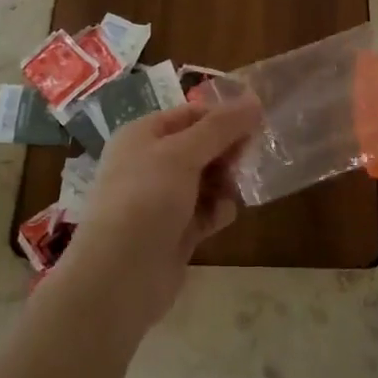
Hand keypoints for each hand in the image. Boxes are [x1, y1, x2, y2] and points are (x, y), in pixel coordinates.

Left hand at [52, 96, 262, 331]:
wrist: (118, 277)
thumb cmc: (146, 200)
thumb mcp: (183, 154)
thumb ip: (221, 127)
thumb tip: (255, 100)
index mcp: (142, 135)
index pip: (190, 114)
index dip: (223, 116)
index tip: (258, 121)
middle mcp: (150, 163)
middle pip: (201, 146)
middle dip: (227, 150)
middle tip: (251, 156)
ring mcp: (162, 199)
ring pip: (206, 179)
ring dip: (225, 182)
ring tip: (236, 189)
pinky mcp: (175, 231)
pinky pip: (205, 211)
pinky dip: (217, 211)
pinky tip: (222, 216)